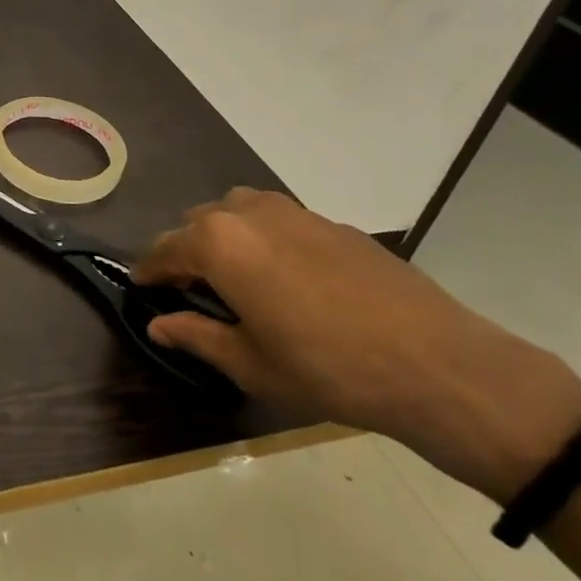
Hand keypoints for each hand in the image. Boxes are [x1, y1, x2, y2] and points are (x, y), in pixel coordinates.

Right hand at [133, 188, 580, 502]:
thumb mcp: (251, 363)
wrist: (438, 364)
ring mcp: (294, 212)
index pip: (164, 249)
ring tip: (238, 280)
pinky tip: (289, 280)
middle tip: (193, 292)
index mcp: (219, 242)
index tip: (142, 290)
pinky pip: (278, 221)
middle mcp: (249, 212)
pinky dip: (265, 239)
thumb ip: (196, 335)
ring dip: (225, 237)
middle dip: (186, 252)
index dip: (148, 272)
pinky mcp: (332, 222)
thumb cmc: (328, 368)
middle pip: (197, 222)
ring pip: (237, 212)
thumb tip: (157, 325)